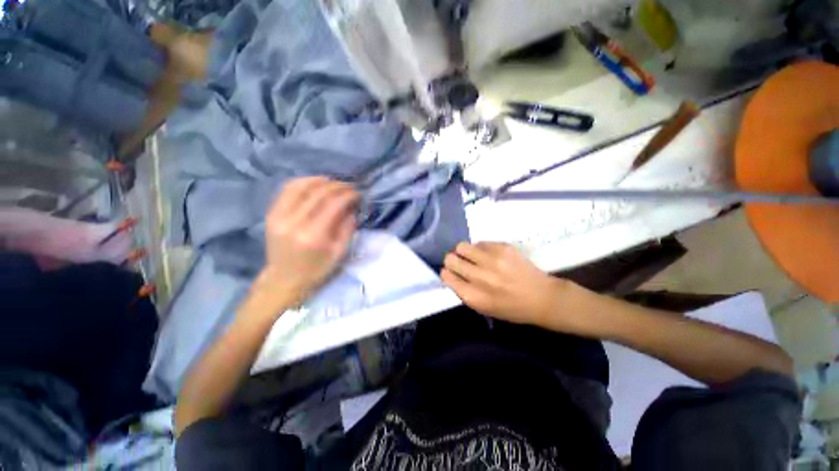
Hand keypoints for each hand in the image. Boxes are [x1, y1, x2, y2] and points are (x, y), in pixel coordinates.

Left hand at [257, 177, 358, 308]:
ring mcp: (279, 216)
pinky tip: (314, 183)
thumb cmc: (317, 270)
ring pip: (300, 186)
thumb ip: (347, 227)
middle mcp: (294, 222)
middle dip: (337, 186)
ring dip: (320, 180)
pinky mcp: (271, 214)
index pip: (333, 204)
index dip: (348, 195)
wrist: (284, 280)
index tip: (358, 193)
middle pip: (318, 192)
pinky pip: (286, 190)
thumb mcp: (340, 253)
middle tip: (349, 187)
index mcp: (313, 236)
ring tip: (333, 182)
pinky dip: (302, 182)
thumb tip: (351, 206)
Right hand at [441, 242, 566, 325]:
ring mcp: (492, 260)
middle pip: (451, 259)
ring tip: (472, 256)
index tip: (450, 272)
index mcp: (474, 296)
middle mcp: (480, 277)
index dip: (446, 273)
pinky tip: (489, 255)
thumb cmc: (511, 309)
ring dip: (464, 251)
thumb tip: (451, 274)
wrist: (542, 298)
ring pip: (462, 246)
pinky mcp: (503, 248)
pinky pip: (480, 242)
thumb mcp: (484, 308)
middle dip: (452, 260)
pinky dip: (480, 249)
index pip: (447, 276)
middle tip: (459, 262)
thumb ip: (465, 292)